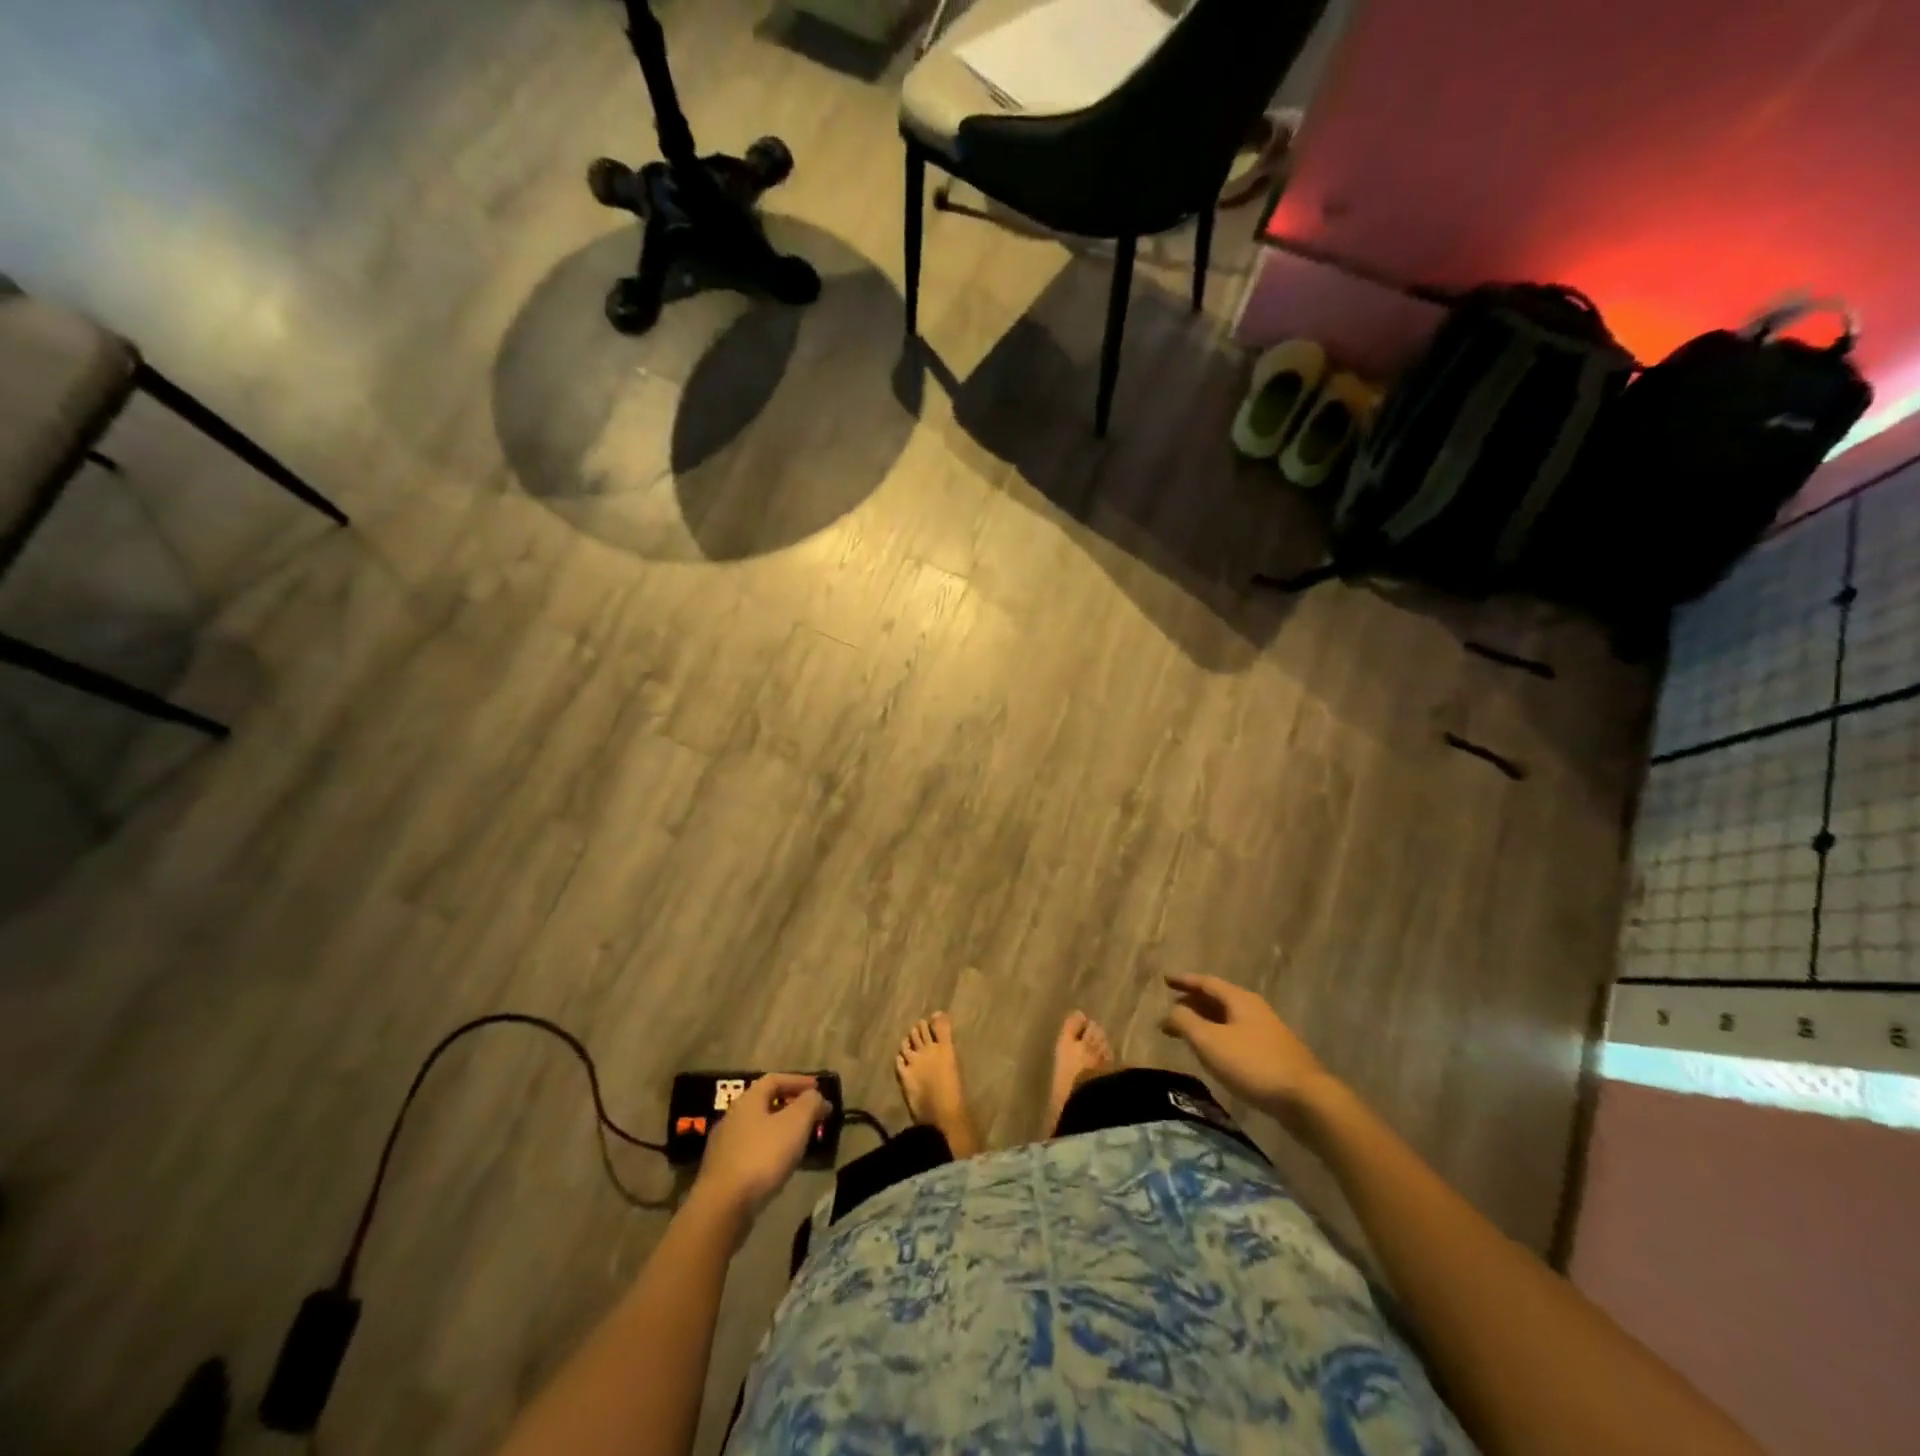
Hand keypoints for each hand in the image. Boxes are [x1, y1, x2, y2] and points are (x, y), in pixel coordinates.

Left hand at [690, 1074, 825, 1235]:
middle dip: (791, 1106)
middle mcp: (732, 1117)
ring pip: (758, 1129)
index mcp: (748, 1100)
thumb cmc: (762, 1157)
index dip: (798, 1081)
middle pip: (765, 1103)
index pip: (775, 1079)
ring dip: (780, 1130)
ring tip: (800, 1142)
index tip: (818, 1089)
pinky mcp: (721, 1172)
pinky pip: (751, 1151)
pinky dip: (769, 1151)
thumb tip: (816, 1096)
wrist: (722, 1208)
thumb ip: (810, 1103)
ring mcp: (723, 1146)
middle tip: (812, 1116)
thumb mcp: (796, 1123)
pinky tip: (779, 1165)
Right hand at [1160, 974, 1332, 1124]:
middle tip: (1171, 1010)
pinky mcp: (1274, 1054)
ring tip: (1188, 1032)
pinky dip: (1219, 1036)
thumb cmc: (1253, 1064)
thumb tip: (1172, 1011)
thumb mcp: (1210, 1042)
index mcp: (1240, 999)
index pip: (1206, 982)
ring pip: (1229, 1019)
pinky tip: (1215, 1053)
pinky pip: (1238, 1035)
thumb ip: (1186, 1022)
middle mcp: (1255, 1009)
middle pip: (1219, 999)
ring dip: (1206, 1021)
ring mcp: (1268, 1032)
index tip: (1165, 980)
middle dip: (1193, 1003)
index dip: (1184, 981)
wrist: (1306, 1100)